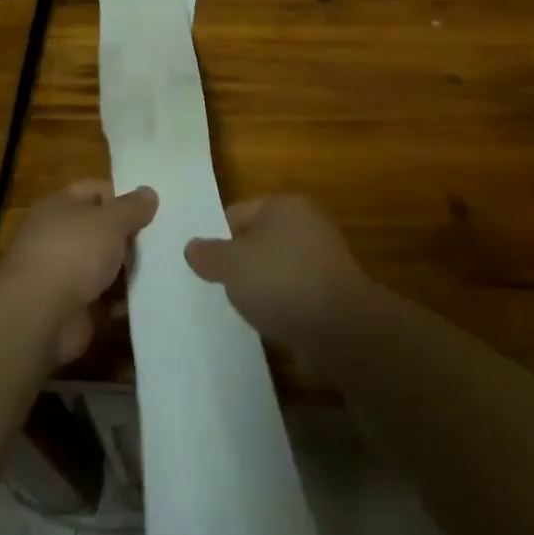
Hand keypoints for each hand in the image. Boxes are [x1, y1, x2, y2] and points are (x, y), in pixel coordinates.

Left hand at [0, 180, 157, 364]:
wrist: (38, 316)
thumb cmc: (73, 252)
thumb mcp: (110, 220)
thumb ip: (132, 207)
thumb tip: (149, 192)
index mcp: (59, 207)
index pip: (94, 191)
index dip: (122, 196)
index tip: (152, 208)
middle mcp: (58, 238)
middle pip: (101, 230)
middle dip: (130, 236)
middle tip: (165, 239)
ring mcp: (64, 276)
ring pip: (105, 266)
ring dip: (129, 270)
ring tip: (166, 267)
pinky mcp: (73, 309)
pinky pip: (105, 300)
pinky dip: (124, 301)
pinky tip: (151, 298)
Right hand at [184, 196, 371, 356]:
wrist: (341, 329)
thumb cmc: (282, 281)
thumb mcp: (232, 265)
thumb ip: (209, 254)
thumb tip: (192, 247)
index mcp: (286, 205)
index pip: (237, 212)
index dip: (216, 237)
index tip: (201, 265)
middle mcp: (308, 224)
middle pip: (259, 240)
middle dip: (239, 263)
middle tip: (217, 287)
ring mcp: (324, 259)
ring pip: (277, 268)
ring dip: (261, 286)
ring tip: (239, 309)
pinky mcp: (332, 293)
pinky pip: (294, 294)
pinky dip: (281, 305)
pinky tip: (267, 323)